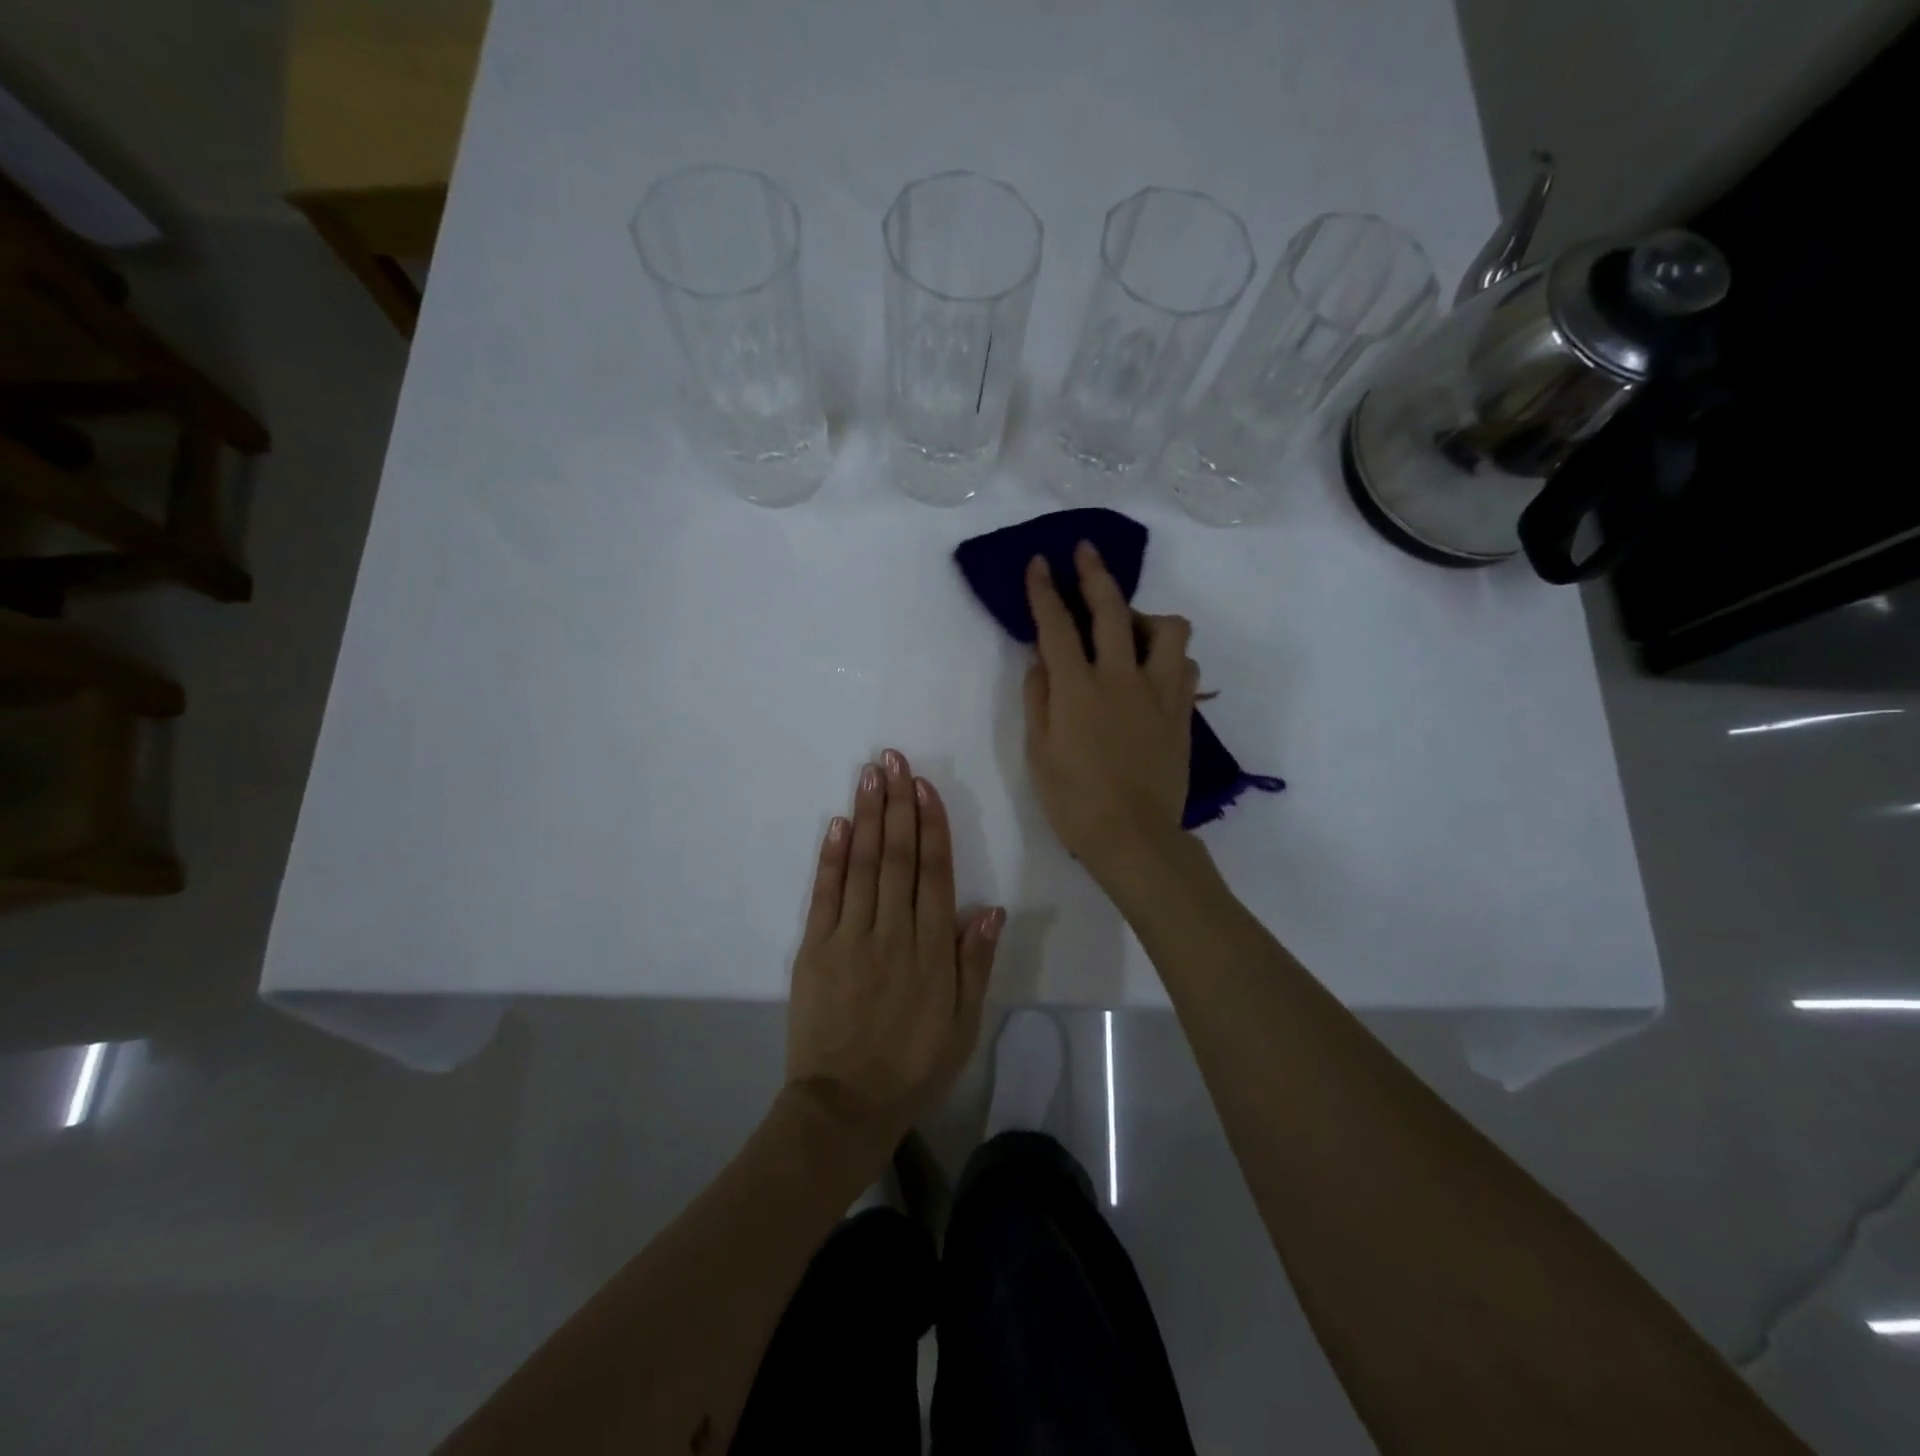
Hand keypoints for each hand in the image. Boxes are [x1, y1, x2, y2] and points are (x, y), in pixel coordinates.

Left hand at [786, 749, 1003, 1160]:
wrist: (846, 1105)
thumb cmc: (914, 1065)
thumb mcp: (963, 1024)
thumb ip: (975, 964)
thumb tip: (991, 909)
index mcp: (932, 949)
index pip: (934, 873)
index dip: (931, 825)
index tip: (925, 786)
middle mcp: (893, 932)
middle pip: (897, 857)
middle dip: (897, 804)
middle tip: (894, 759)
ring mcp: (850, 938)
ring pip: (862, 865)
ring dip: (866, 817)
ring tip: (869, 775)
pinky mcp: (815, 949)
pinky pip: (825, 895)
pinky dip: (830, 857)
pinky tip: (836, 824)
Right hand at [1024, 542, 1198, 884]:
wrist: (1133, 837)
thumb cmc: (1074, 800)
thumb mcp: (1038, 751)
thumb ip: (1038, 698)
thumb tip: (1040, 661)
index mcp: (1077, 689)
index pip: (1057, 625)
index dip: (1045, 590)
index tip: (1040, 563)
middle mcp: (1121, 678)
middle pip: (1112, 609)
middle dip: (1095, 574)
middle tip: (1086, 552)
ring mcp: (1158, 693)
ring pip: (1168, 630)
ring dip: (1147, 617)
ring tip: (1131, 629)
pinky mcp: (1182, 712)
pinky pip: (1184, 667)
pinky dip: (1169, 658)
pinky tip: (1154, 670)